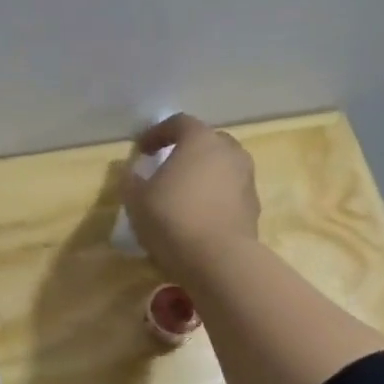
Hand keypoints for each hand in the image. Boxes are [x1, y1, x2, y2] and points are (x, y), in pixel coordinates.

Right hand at [120, 114, 260, 281]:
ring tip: (184, 194)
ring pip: (222, 168)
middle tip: (168, 166)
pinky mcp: (254, 208)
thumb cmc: (172, 218)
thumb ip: (130, 180)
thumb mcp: (136, 199)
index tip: (142, 149)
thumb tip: (131, 172)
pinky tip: (198, 216)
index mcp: (201, 140)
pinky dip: (214, 198)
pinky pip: (230, 193)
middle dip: (187, 151)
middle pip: (207, 141)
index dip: (157, 133)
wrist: (219, 260)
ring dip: (203, 175)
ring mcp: (247, 179)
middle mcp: (229, 152)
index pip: (179, 123)